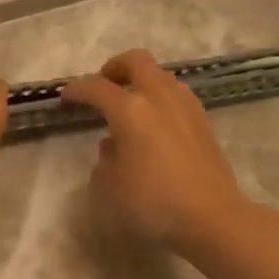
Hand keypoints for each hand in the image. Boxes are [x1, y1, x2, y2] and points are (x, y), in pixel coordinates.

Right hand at [61, 49, 249, 251]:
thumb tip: (112, 145)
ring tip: (130, 105)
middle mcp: (158, 97)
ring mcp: (185, 107)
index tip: (66, 97)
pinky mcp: (203, 122)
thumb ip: (105, 160)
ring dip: (142, 81)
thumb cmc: (153, 202)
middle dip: (115, 67)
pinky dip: (160, 98)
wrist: (212, 217)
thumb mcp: (111, 186)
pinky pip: (176, 95)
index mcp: (130, 109)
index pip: (97, 87)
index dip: (77, 89)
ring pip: (161, 75)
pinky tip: (155, 124)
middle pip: (136, 61)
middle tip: (103, 85)